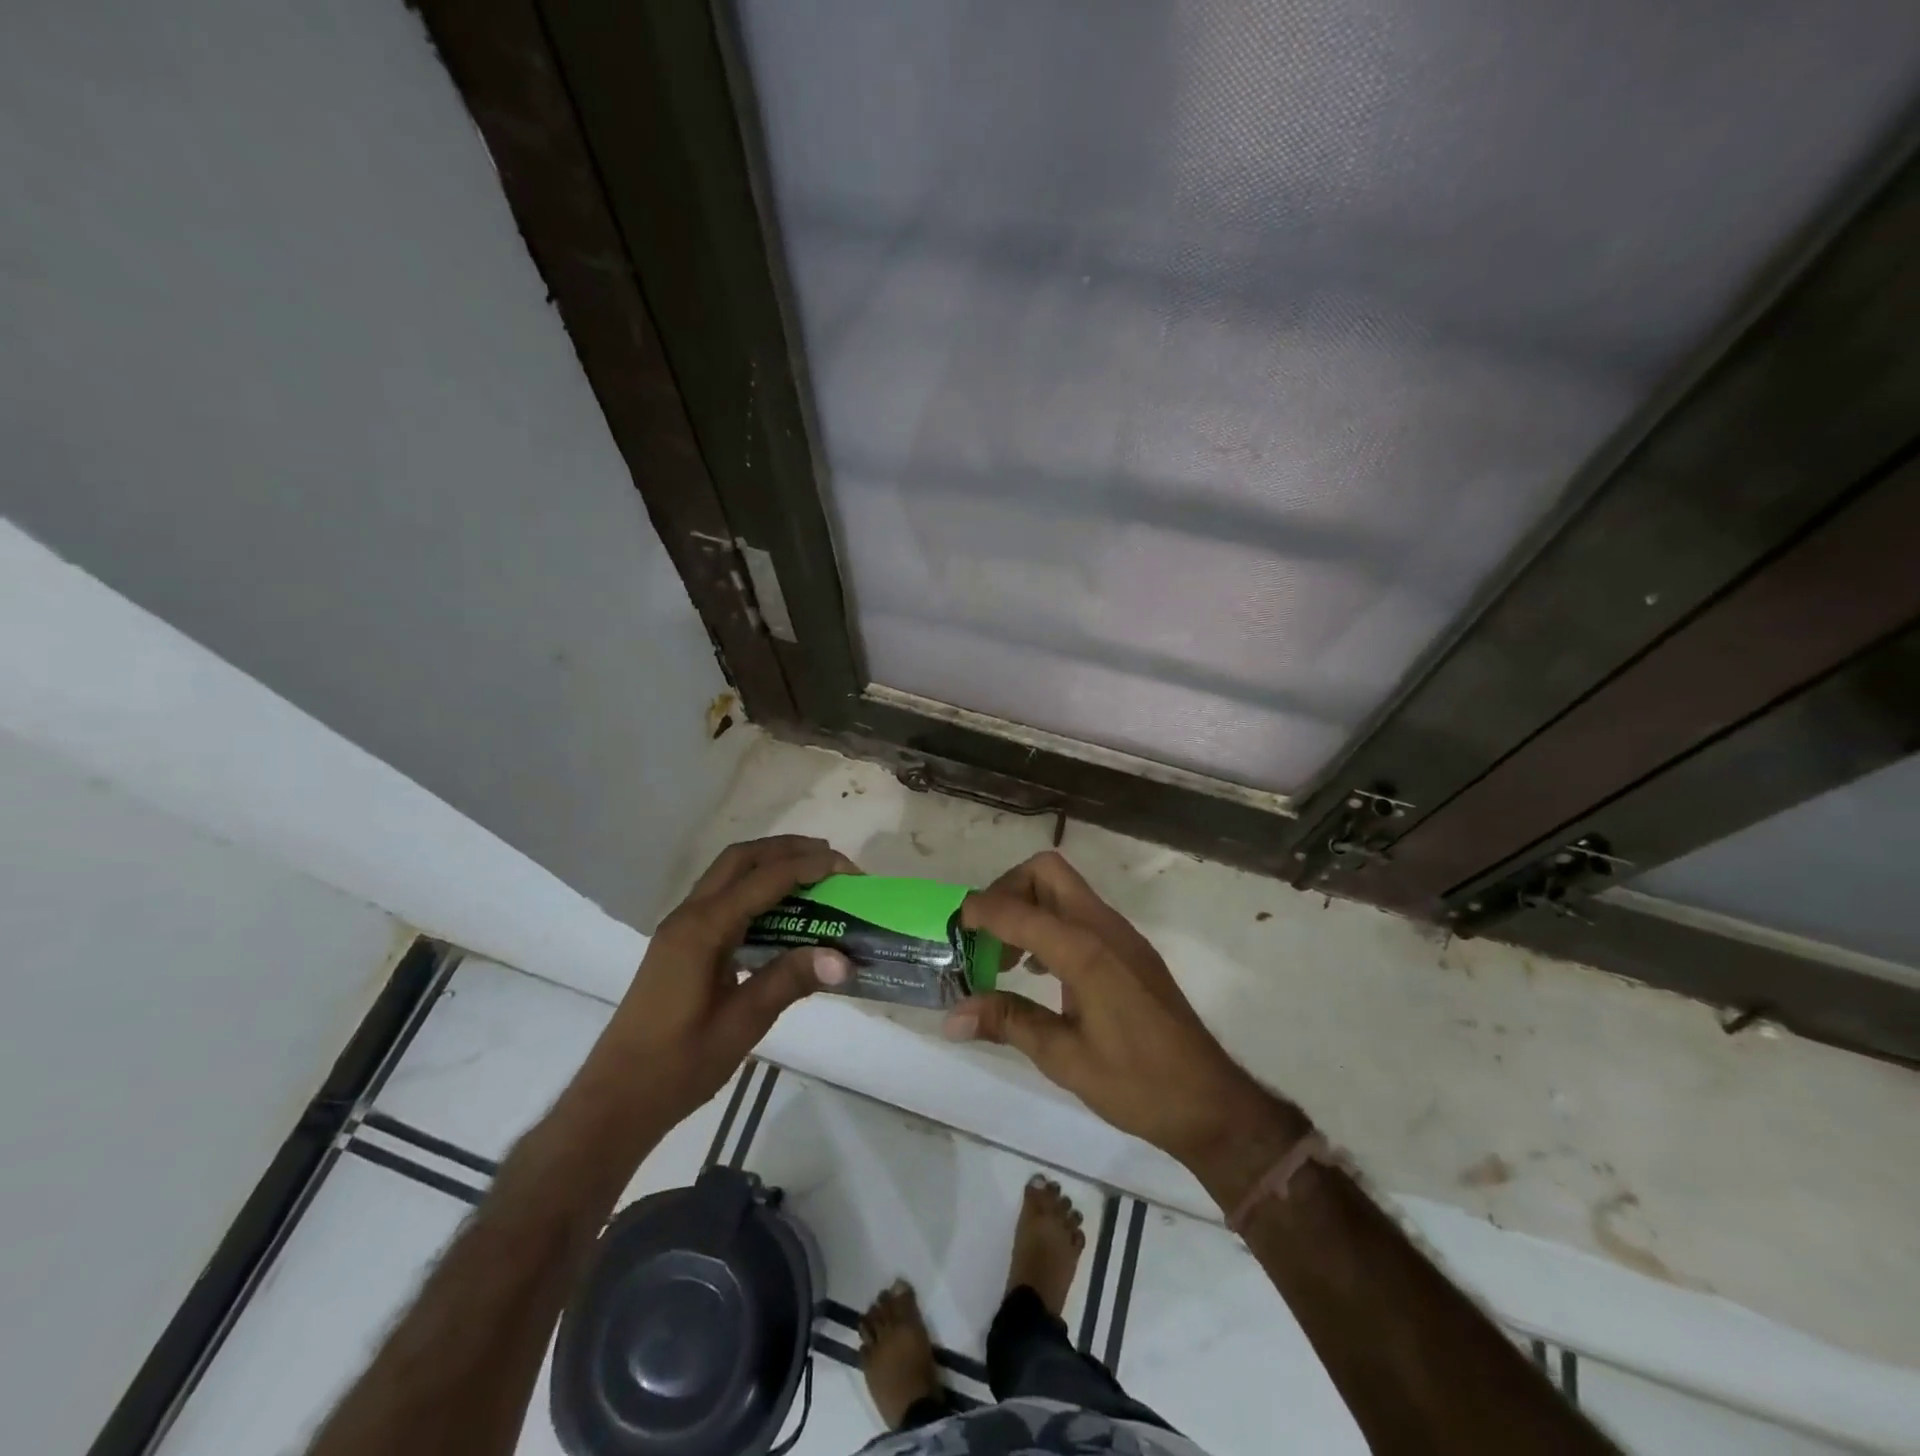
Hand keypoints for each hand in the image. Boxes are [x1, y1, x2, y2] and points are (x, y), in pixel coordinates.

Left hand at [591, 836, 855, 1125]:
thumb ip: (790, 981)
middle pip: (741, 858)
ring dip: (770, 864)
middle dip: (788, 849)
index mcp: (703, 929)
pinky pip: (722, 895)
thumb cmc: (678, 1065)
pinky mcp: (681, 942)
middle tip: (831, 860)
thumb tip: (844, 959)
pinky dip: (755, 887)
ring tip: (813, 875)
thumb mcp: (741, 1024)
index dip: (808, 867)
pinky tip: (780, 912)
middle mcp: (689, 915)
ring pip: (728, 873)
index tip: (848, 869)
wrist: (617, 1098)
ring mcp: (681, 927)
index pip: (764, 879)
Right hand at [946, 851, 1297, 1167]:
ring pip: (1065, 888)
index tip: (953, 927)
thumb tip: (952, 1015)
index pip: (1020, 911)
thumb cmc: (1137, 1084)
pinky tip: (1040, 969)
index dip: (981, 911)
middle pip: (1047, 872)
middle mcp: (1105, 928)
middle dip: (1007, 890)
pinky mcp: (1130, 949)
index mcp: (1086, 951)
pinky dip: (1050, 922)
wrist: (1211, 1102)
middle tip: (985, 936)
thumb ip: (1008, 1022)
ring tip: (1005, 958)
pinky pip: (1081, 912)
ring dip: (1028, 906)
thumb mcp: (1064, 1059)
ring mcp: (1122, 935)